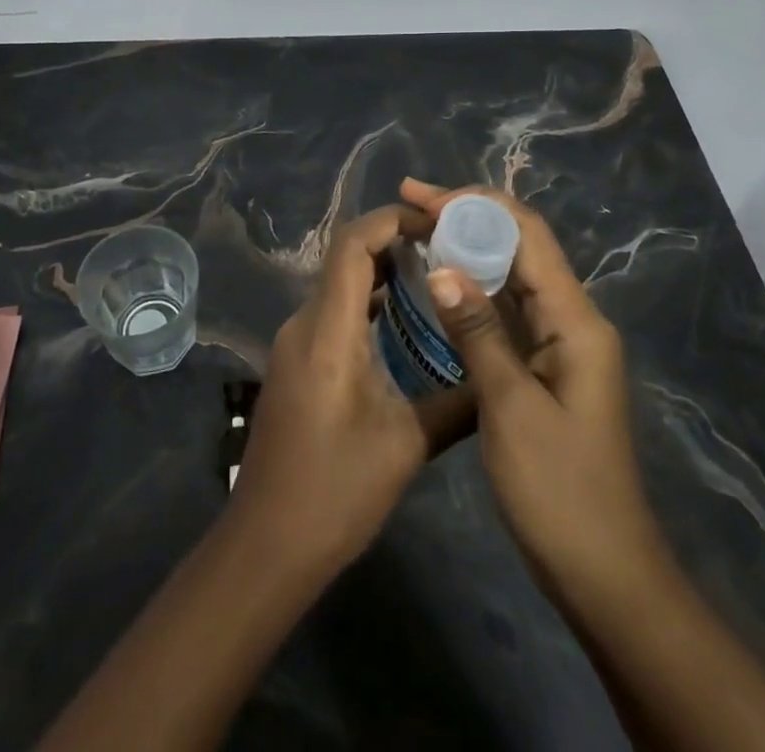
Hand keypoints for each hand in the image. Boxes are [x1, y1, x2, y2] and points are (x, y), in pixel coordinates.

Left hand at [228, 204, 471, 575]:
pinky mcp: (296, 362)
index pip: (352, 245)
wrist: (266, 545)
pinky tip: (403, 321)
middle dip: (394, 240)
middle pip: (345, 257)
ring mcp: (295, 342)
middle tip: (448, 246)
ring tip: (435, 275)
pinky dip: (368, 300)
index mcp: (327, 332)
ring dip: (382, 270)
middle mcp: (304, 324)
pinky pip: (333, 311)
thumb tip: (499, 374)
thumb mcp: (406, 446)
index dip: (392, 219)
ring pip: (339, 283)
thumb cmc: (335, 493)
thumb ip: (456, 403)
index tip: (437, 220)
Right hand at [400, 179, 666, 604]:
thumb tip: (441, 266)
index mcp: (576, 320)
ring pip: (512, 275)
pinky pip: (508, 309)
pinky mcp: (545, 366)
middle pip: (520, 246)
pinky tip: (440, 285)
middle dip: (466, 217)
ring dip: (468, 248)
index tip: (422, 196)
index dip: (475, 204)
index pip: (526, 233)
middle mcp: (572, 319)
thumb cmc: (559, 491)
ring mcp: (560, 343)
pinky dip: (474, 288)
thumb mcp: (510, 407)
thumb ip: (478, 331)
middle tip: (409, 203)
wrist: (605, 574)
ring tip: (416, 230)